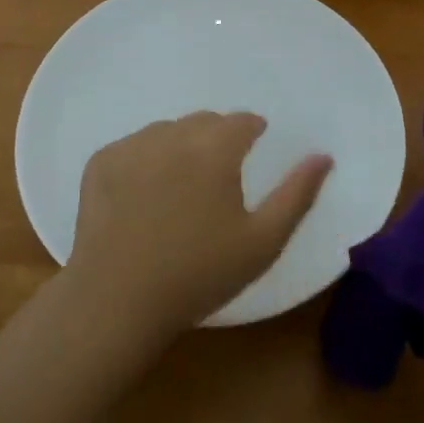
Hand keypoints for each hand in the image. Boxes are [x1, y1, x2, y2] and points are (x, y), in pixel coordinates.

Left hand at [68, 111, 332, 343]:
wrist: (118, 301)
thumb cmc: (199, 274)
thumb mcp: (263, 242)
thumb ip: (297, 194)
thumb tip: (323, 156)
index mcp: (215, 148)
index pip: (241, 121)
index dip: (251, 131)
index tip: (253, 147)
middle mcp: (172, 134)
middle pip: (203, 121)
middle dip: (217, 138)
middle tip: (218, 175)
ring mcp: (132, 146)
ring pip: (166, 131)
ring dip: (179, 146)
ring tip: (179, 186)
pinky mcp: (100, 162)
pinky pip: (132, 147)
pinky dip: (143, 160)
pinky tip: (142, 195)